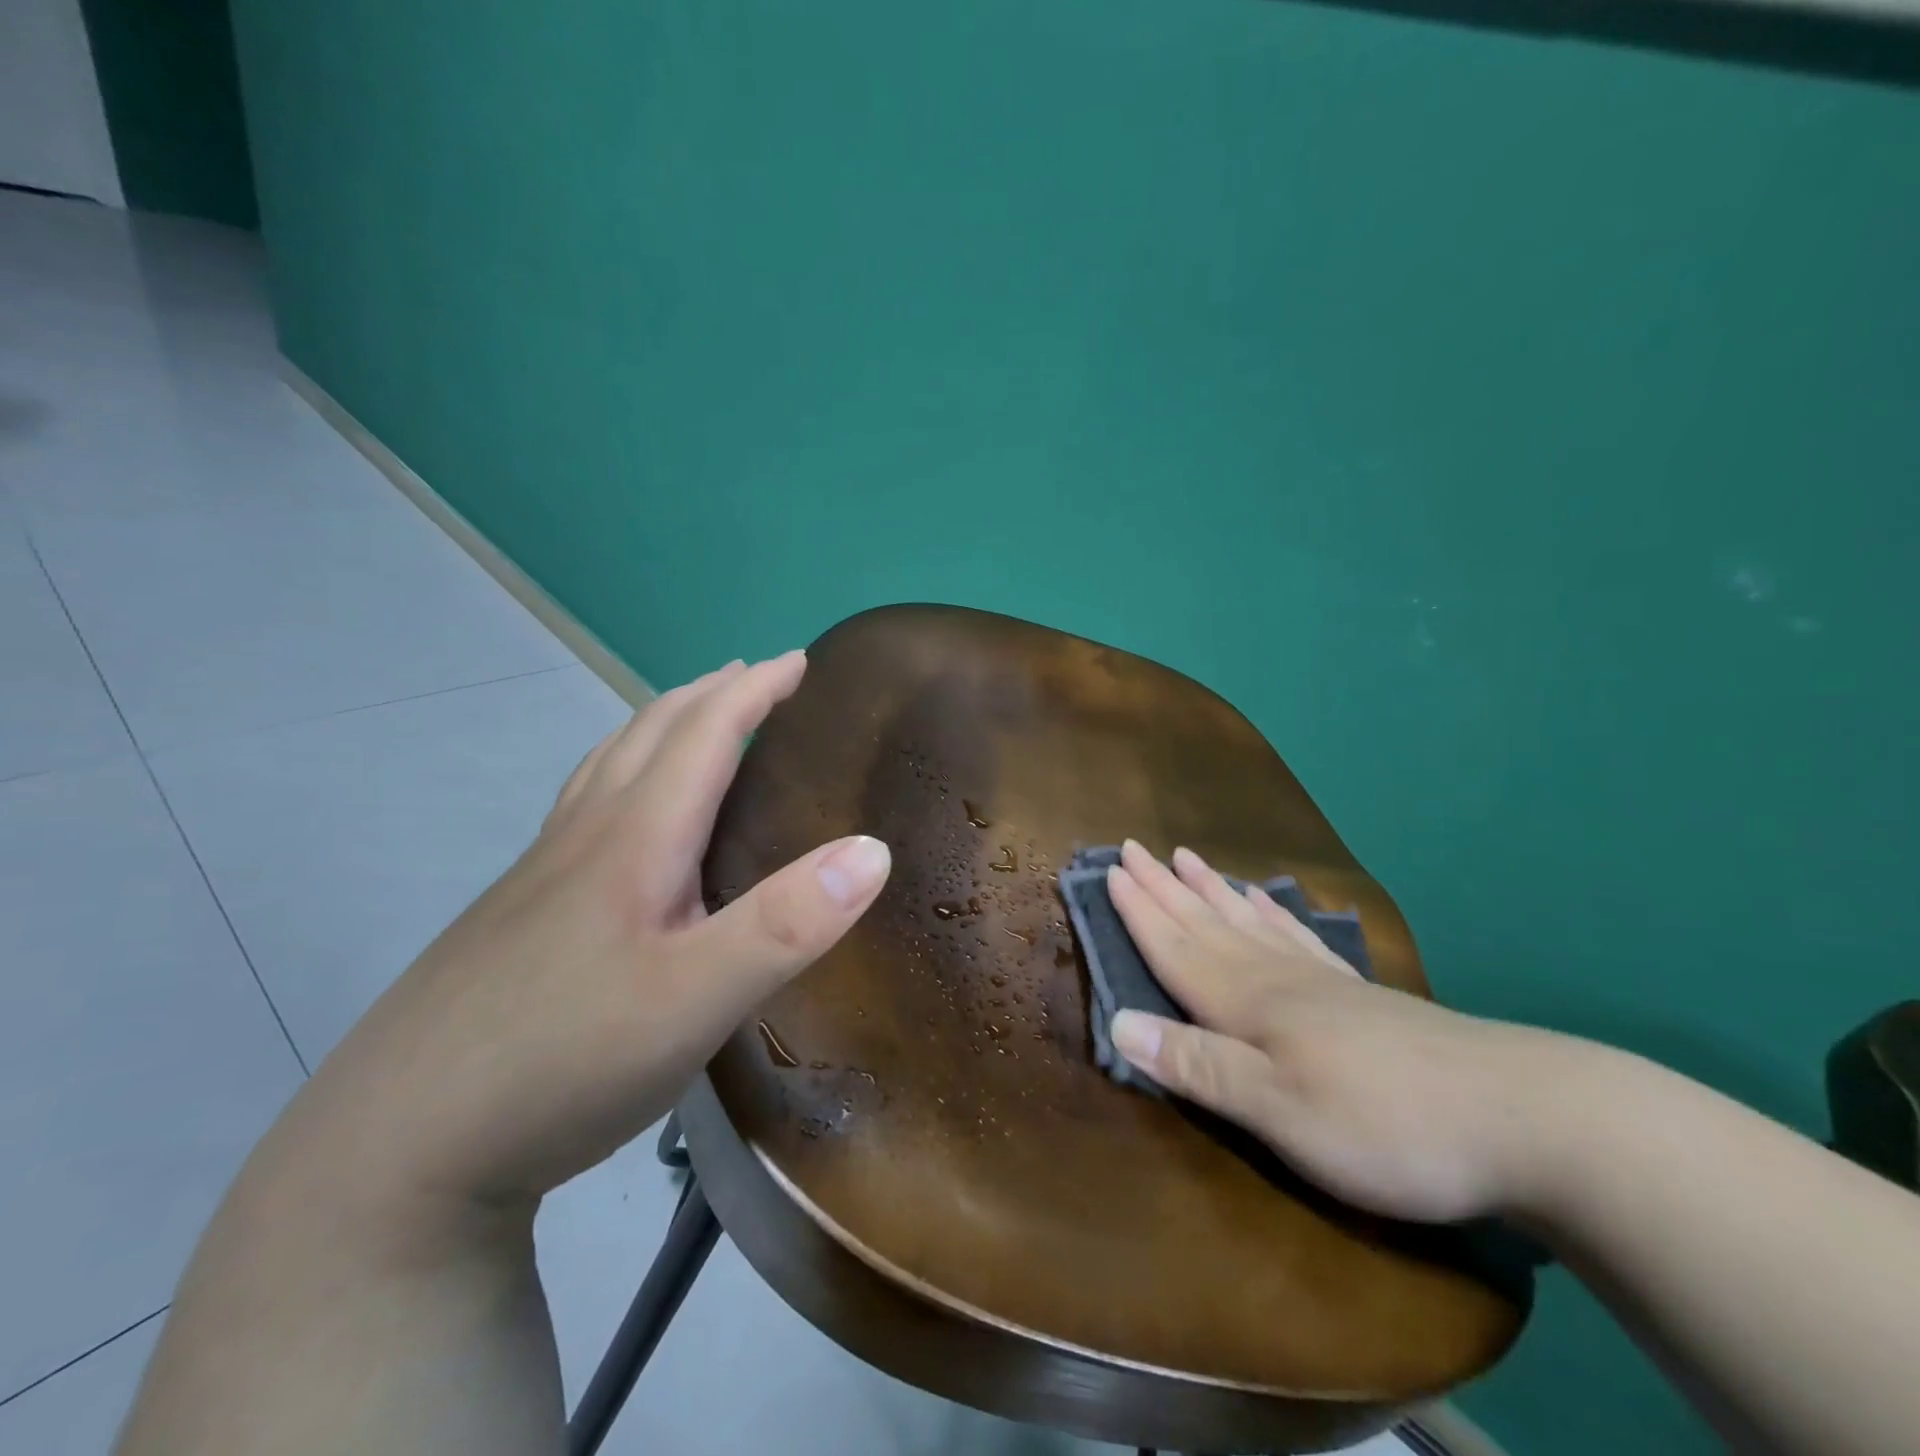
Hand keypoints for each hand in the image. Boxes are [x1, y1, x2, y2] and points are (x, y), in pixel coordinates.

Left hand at [285, 652, 892, 1219]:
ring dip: (660, 724)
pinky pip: (584, 805)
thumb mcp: (697, 999)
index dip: (756, 691)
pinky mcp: (519, 912)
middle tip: (757, 676)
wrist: (394, 1150)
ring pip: (608, 764)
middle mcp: (585, 836)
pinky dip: (622, 771)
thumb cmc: (564, 1060)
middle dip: (711, 694)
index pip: (704, 734)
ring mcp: (542, 873)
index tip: (801, 660)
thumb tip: (874, 850)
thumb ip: (788, 923)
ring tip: (694, 717)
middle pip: (649, 734)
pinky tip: (621, 811)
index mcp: (634, 838)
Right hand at [1105, 840, 1562, 1223]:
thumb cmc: (1385, 1124)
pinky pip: (1298, 938)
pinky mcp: (1361, 995)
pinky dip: (1272, 914)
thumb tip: (1118, 1022)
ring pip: (1249, 922)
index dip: (1140, 912)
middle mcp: (1277, 978)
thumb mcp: (1280, 1113)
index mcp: (1249, 1004)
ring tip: (1188, 858)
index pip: (1177, 947)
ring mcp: (1323, 981)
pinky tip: (1270, 904)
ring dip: (1212, 891)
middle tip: (1135, 848)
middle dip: (1165, 888)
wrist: (1524, 1118)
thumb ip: (1198, 1067)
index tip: (1111, 870)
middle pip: (1207, 922)